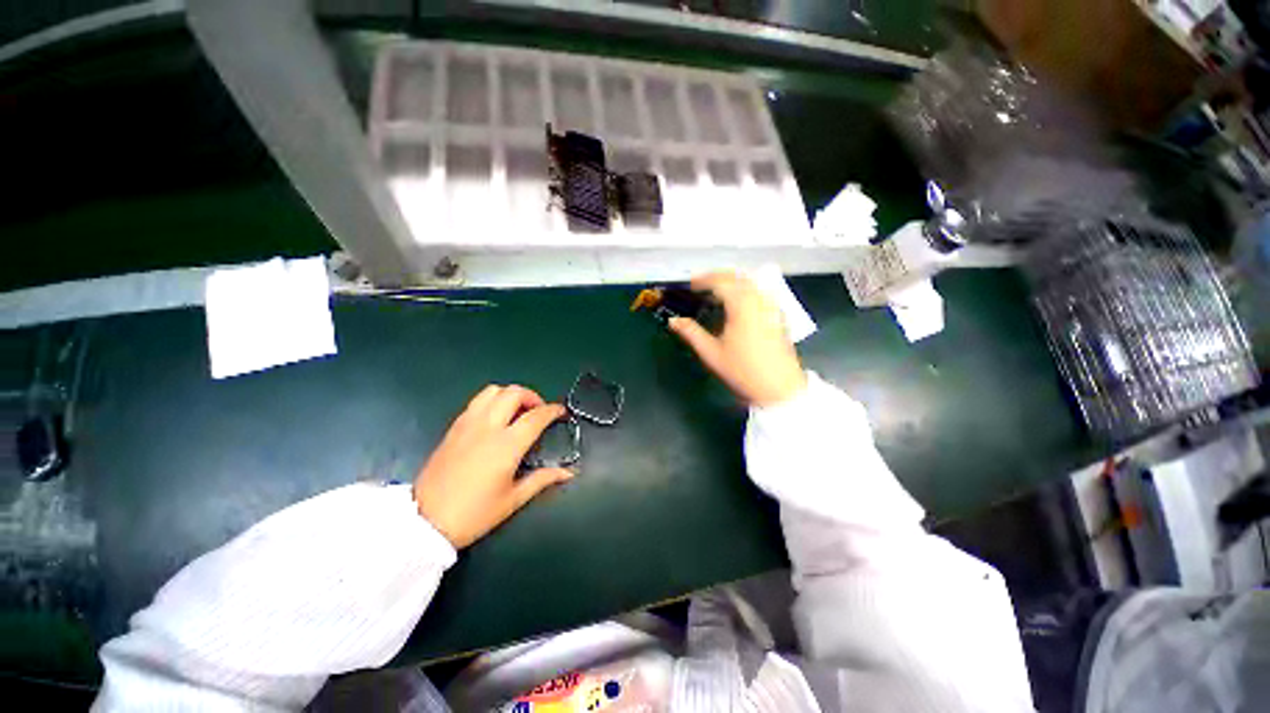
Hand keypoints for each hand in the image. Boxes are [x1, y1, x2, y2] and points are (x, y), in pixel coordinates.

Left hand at [413, 385, 573, 547]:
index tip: (561, 412)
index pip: (536, 416)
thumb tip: (568, 473)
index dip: (553, 410)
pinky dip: (492, 401)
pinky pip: (476, 401)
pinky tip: (495, 418)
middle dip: (532, 396)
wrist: (424, 522)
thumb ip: (542, 480)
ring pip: (493, 391)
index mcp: (506, 446)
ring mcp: (468, 424)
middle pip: (514, 393)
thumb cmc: (473, 514)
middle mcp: (488, 427)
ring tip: (516, 411)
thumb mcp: (512, 500)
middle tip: (538, 411)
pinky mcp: (453, 427)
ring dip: (510, 395)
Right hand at [669, 271, 806, 406]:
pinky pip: (761, 292)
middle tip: (702, 284)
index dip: (703, 279)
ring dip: (733, 280)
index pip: (721, 281)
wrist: (779, 389)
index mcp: (741, 306)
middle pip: (738, 277)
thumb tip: (673, 321)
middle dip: (718, 276)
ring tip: (718, 291)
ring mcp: (771, 307)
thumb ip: (691, 333)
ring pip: (751, 282)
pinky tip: (739, 303)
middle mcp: (758, 300)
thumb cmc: (742, 371)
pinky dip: (746, 289)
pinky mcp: (778, 315)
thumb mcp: (712, 353)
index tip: (690, 285)